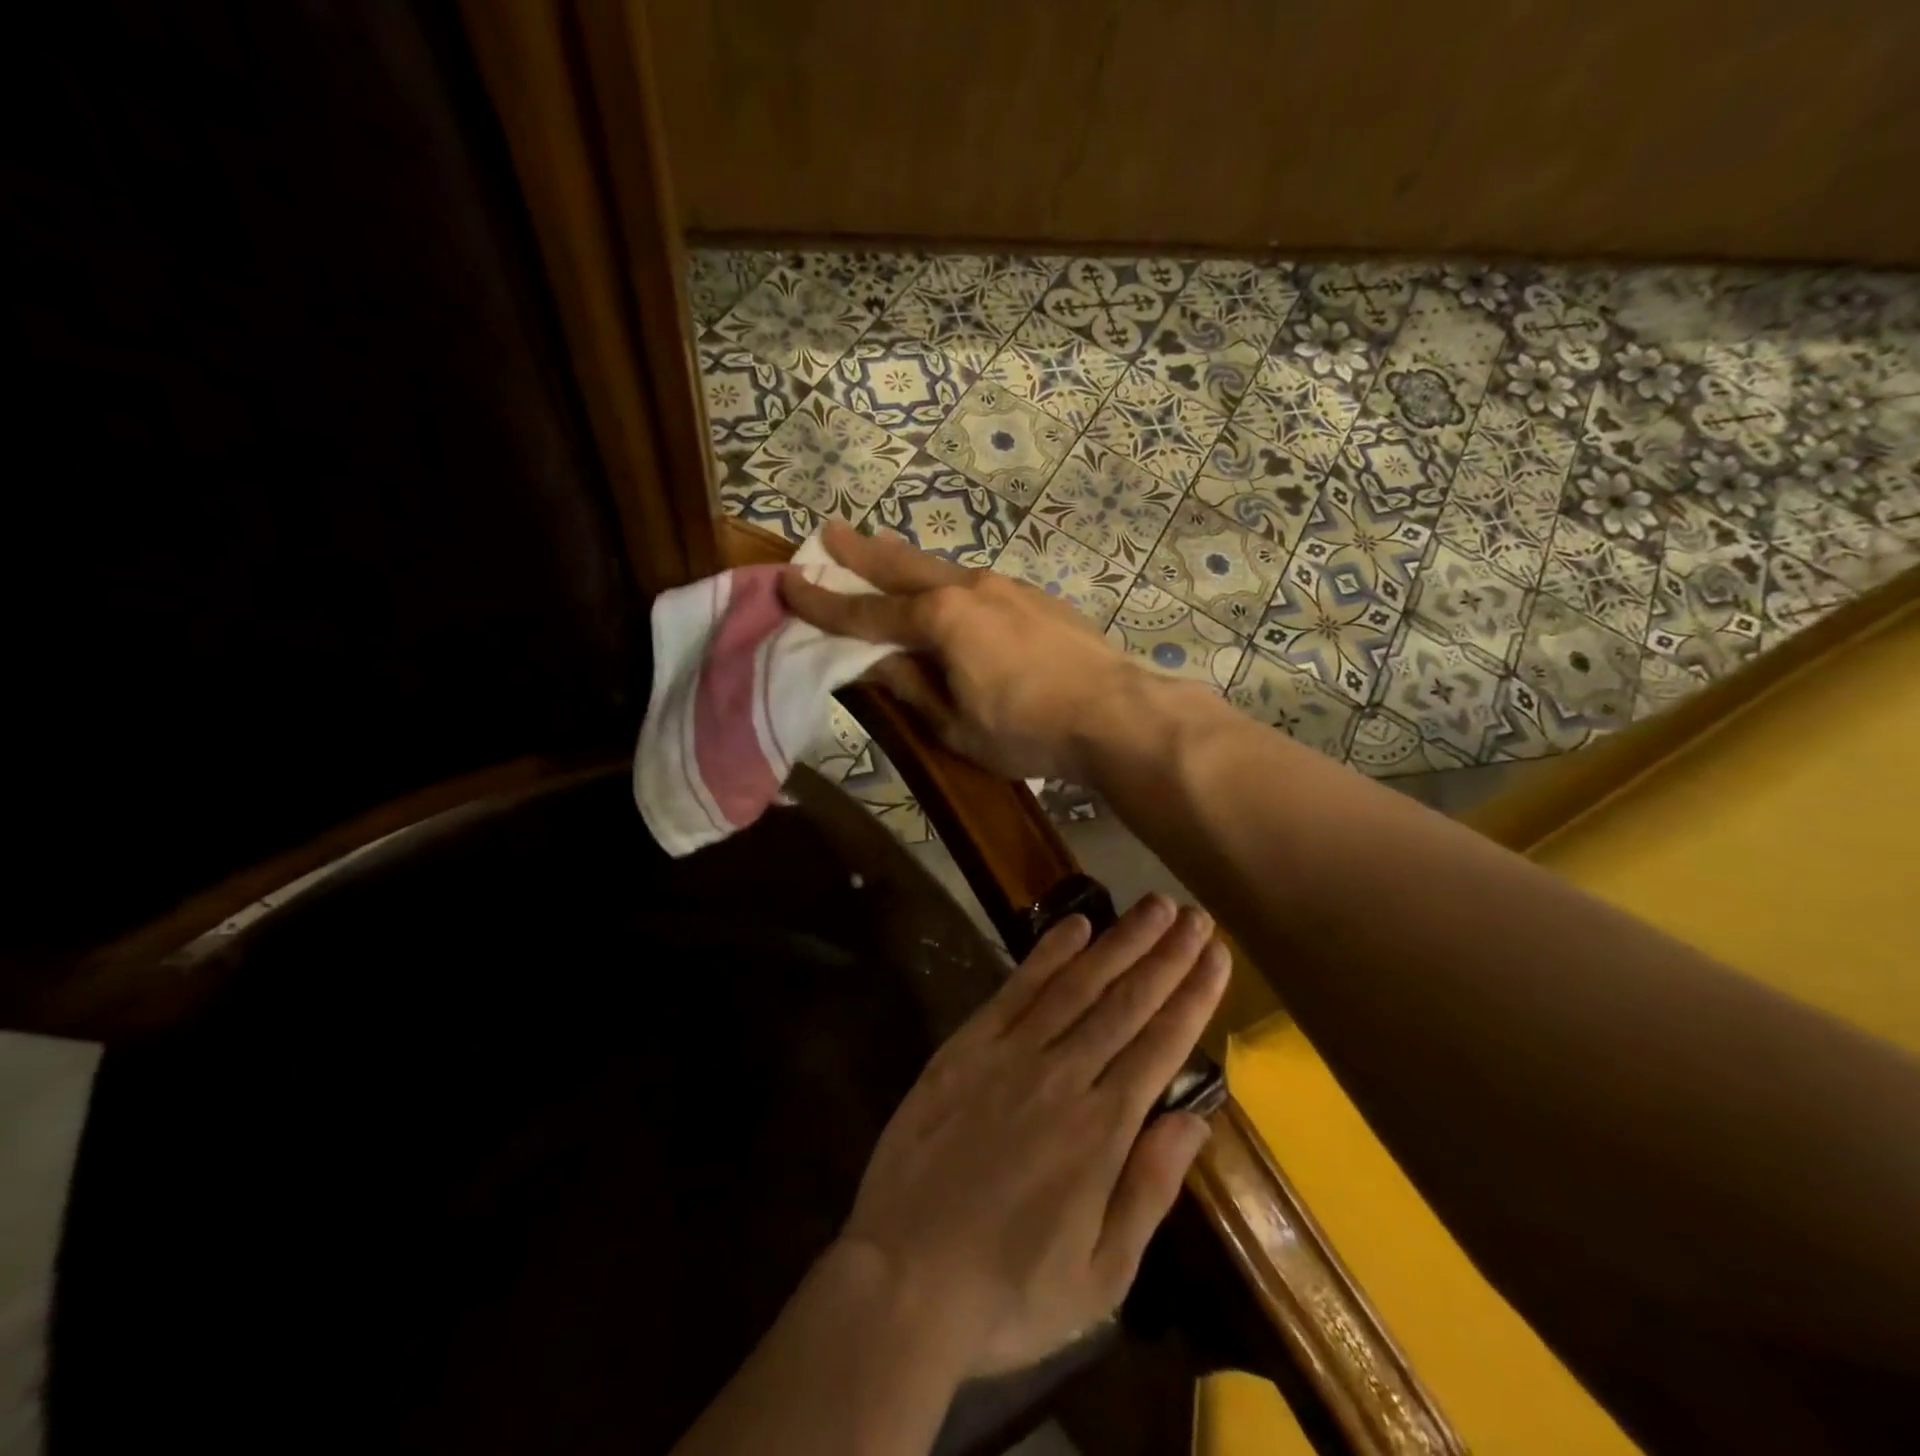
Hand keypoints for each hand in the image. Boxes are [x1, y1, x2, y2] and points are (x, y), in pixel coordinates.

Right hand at [780, 522, 1145, 779]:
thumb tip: (874, 661)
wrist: (1115, 714)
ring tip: (882, 553)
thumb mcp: (955, 725)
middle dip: (861, 552)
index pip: (867, 612)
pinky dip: (948, 585)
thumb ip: (911, 686)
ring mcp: (1007, 587)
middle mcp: (969, 589)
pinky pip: (976, 585)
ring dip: (907, 563)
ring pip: (943, 570)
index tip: (789, 583)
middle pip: (903, 566)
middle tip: (829, 532)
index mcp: (941, 620)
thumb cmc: (1027, 730)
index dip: (824, 603)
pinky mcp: (1036, 598)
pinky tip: (950, 597)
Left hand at [838, 894, 1228, 1376]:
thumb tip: (1195, 1120)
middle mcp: (1063, 1077)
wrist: (903, 1279)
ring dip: (1118, 942)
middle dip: (1165, 955)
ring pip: (1077, 985)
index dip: (1193, 995)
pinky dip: (1047, 954)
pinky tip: (1075, 925)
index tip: (1217, 955)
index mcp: (1102, 1131)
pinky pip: (1015, 990)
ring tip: (1154, 906)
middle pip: (1126, 1002)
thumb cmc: (1009, 1291)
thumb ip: (1149, 1188)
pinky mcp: (966, 1047)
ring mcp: (1011, 1055)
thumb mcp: (1101, 1275)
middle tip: (1195, 916)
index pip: (1161, 1046)